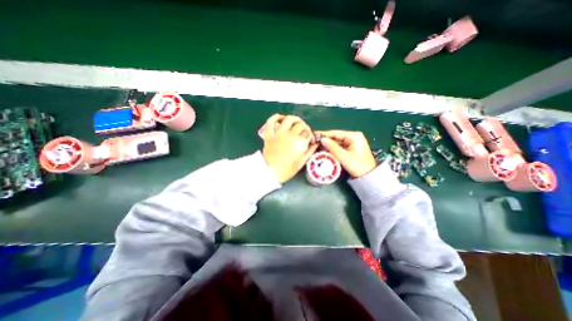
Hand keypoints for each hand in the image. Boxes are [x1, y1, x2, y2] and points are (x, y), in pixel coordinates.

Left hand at [262, 114, 319, 183]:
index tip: (309, 139)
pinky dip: (276, 117)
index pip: (308, 133)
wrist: (270, 172)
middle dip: (304, 127)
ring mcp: (279, 133)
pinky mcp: (269, 134)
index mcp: (299, 143)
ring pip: (288, 119)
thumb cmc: (287, 169)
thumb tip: (315, 143)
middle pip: (300, 124)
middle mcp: (290, 135)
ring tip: (295, 122)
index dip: (310, 135)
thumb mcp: (302, 162)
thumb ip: (310, 151)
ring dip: (294, 119)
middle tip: (303, 131)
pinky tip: (281, 118)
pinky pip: (271, 121)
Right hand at [315, 131, 377, 177]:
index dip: (324, 134)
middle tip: (313, 142)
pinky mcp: (349, 148)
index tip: (314, 135)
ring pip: (336, 142)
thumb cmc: (359, 166)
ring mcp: (351, 143)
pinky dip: (331, 149)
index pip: (336, 133)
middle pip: (335, 137)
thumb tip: (322, 140)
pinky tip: (323, 150)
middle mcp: (353, 137)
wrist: (368, 176)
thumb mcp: (345, 157)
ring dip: (327, 145)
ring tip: (316, 146)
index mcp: (354, 136)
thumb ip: (333, 148)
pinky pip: (338, 147)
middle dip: (325, 140)